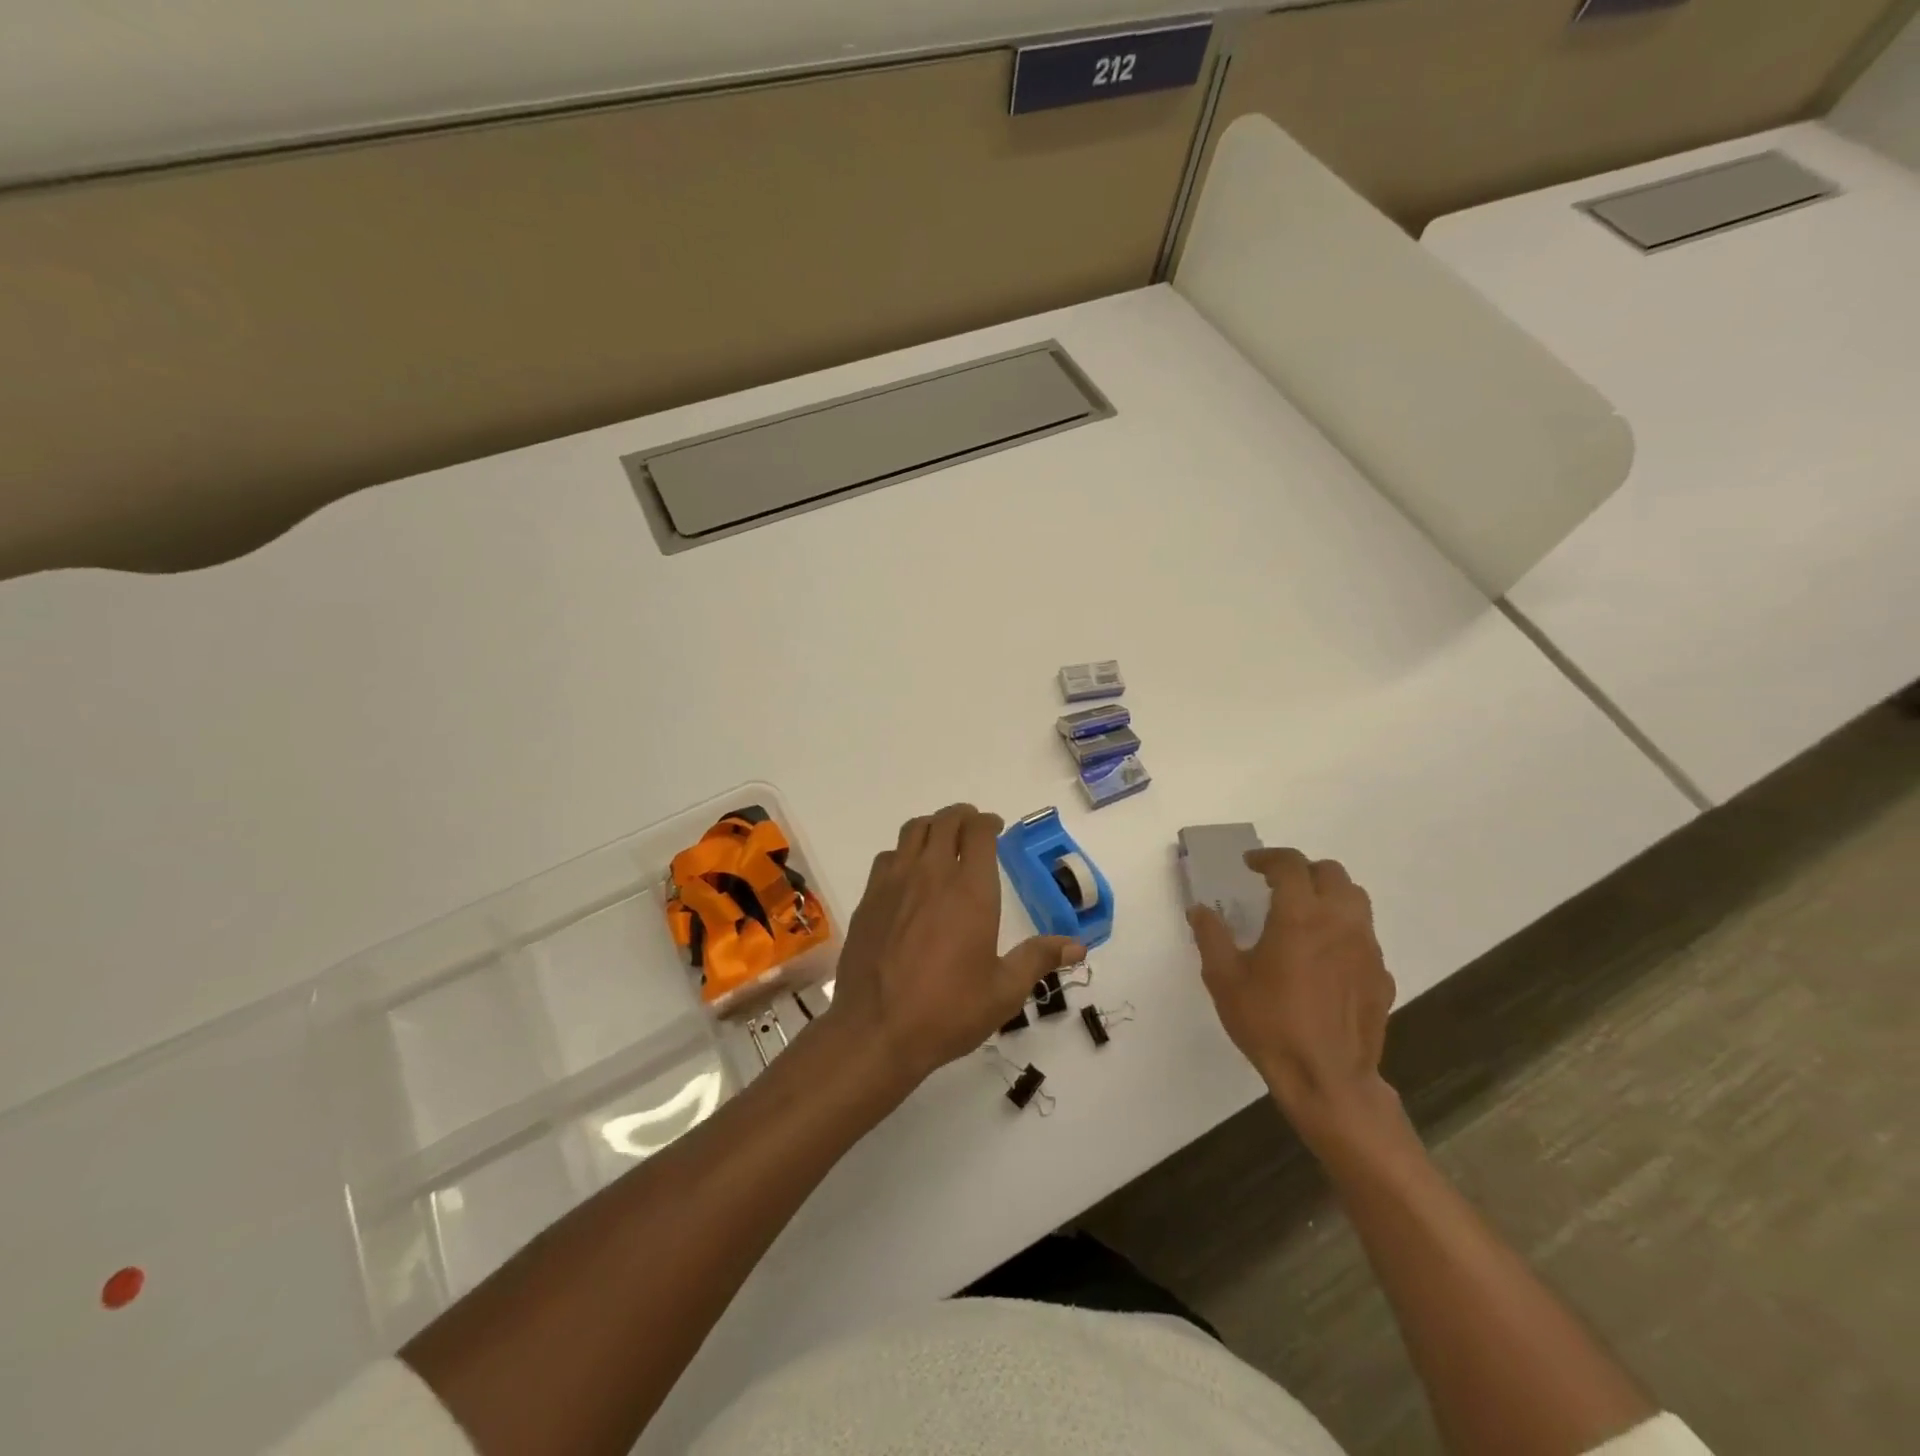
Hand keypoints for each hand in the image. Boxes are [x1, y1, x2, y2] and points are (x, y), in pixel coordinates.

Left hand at [824, 804, 1082, 1089]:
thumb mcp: (1004, 991)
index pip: (979, 832)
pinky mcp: (869, 899)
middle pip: (945, 821)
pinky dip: (904, 852)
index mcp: (970, 890)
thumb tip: (1078, 946)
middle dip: (962, 816)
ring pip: (913, 831)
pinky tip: (909, 874)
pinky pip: (888, 857)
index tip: (996, 828)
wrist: (876, 1030)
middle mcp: (932, 874)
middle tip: (973, 827)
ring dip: (932, 827)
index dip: (988, 822)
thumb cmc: (948, 1010)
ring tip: (942, 840)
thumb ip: (1039, 959)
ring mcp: (895, 883)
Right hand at [1188, 848, 1397, 1145]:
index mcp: (1300, 916)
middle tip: (1278, 885)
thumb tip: (1200, 910)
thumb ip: (1211, 937)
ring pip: (1356, 900)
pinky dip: (1344, 931)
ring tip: (1305, 913)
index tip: (1250, 865)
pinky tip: (1325, 957)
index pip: (1290, 865)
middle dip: (1303, 870)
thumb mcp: (1224, 979)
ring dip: (1329, 894)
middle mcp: (1340, 922)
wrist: (1327, 1079)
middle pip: (1331, 873)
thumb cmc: (1270, 1024)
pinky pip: (1365, 937)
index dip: (1268, 858)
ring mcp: (1367, 948)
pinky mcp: (1381, 975)